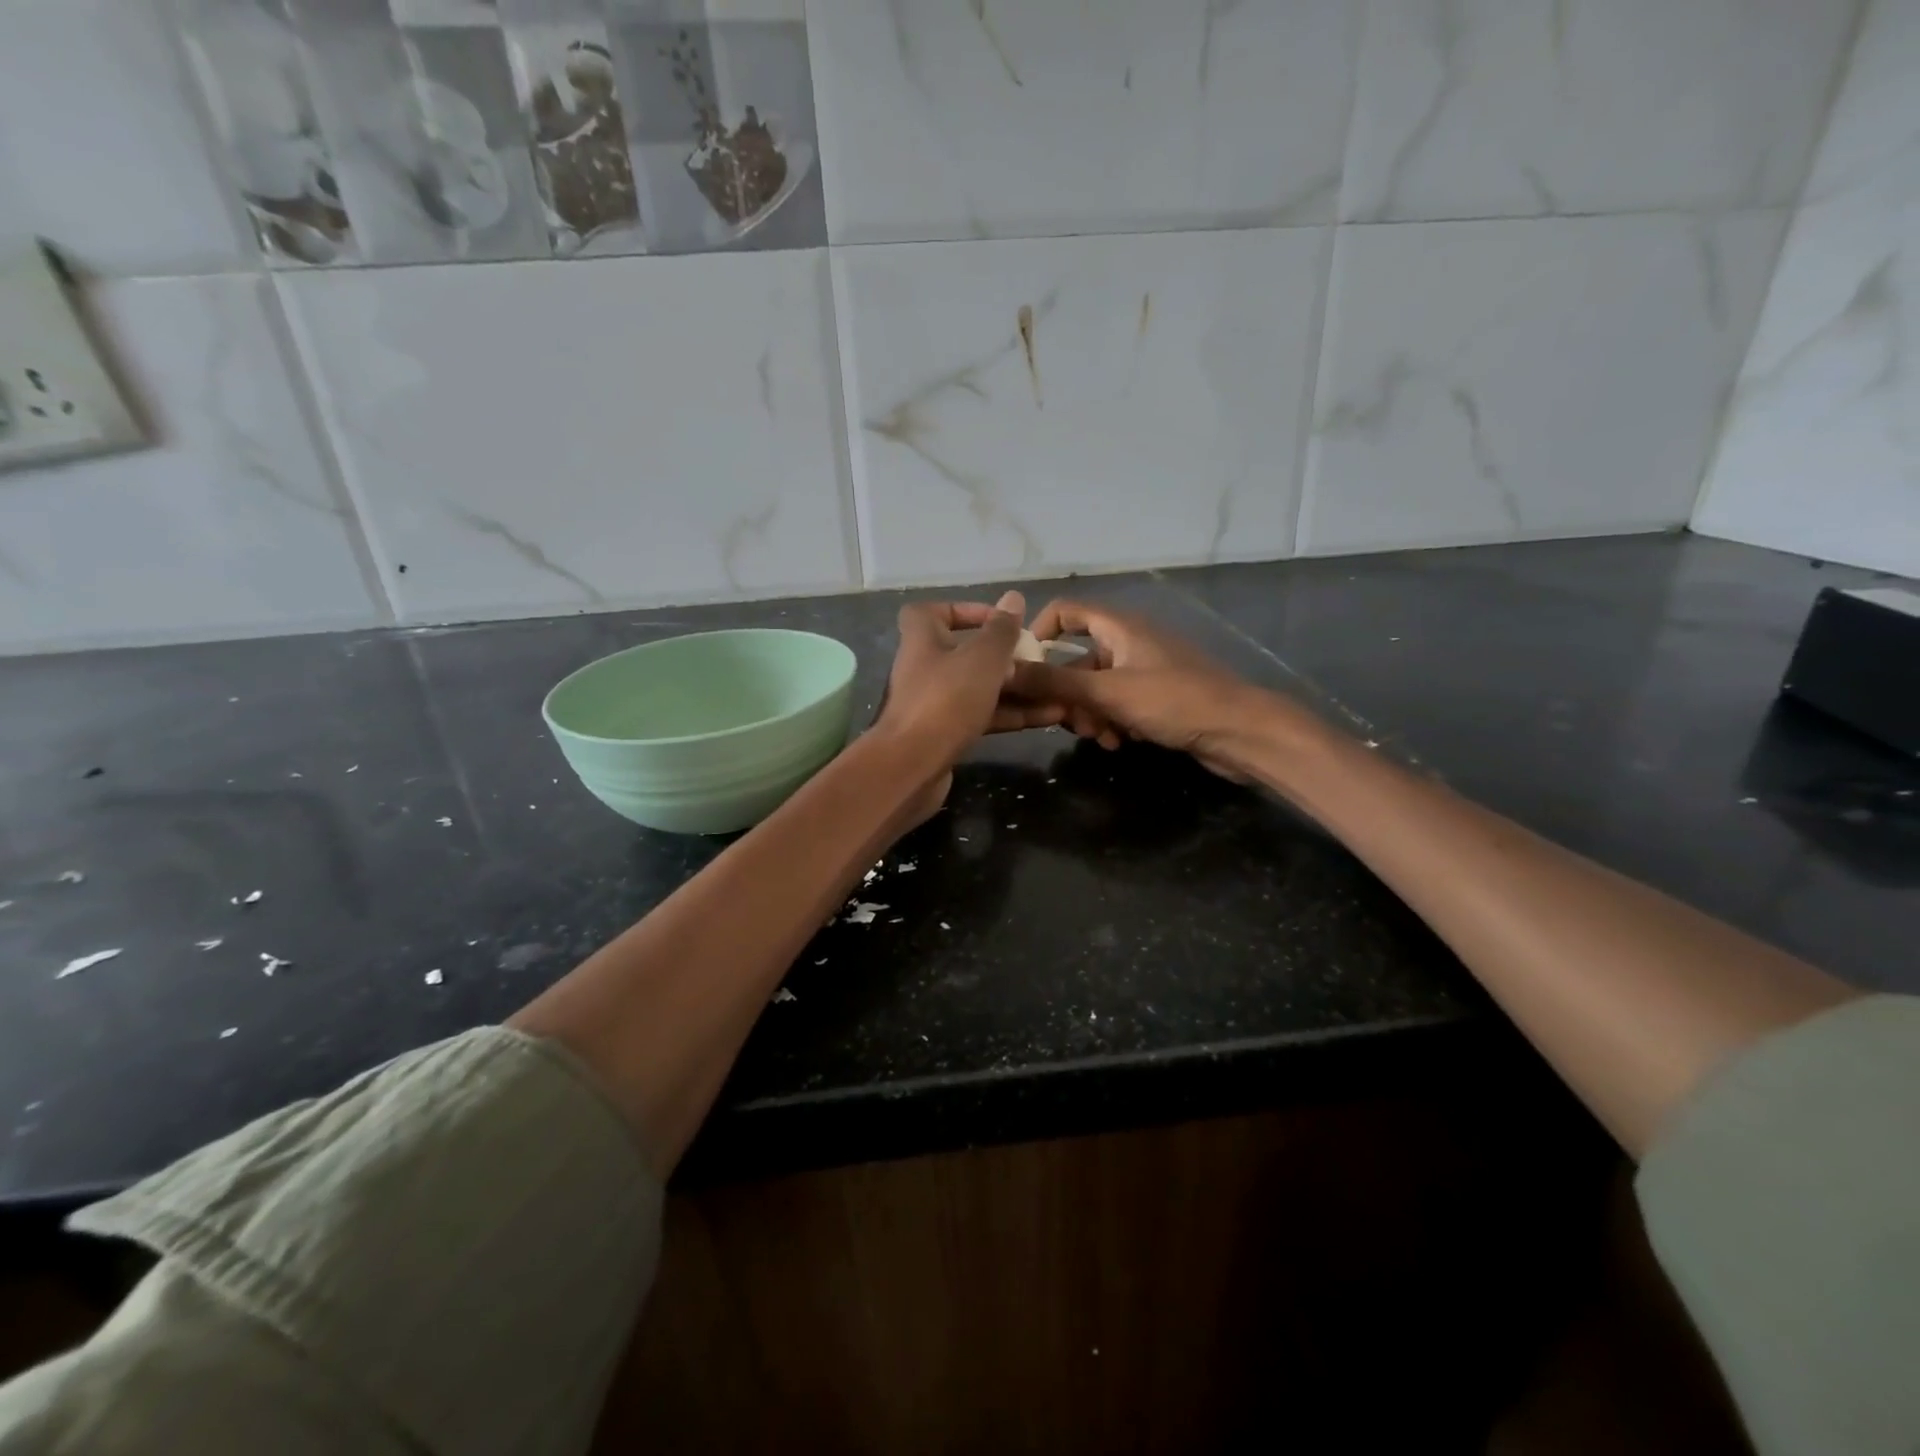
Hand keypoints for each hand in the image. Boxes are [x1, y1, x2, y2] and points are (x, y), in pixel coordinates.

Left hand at [874, 590, 1062, 777]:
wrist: (911, 766)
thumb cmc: (946, 699)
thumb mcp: (982, 658)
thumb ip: (1001, 630)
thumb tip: (1013, 598)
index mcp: (922, 638)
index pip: (934, 611)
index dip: (966, 611)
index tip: (1000, 621)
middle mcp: (923, 667)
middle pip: (965, 653)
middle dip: (1004, 657)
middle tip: (1039, 661)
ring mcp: (932, 703)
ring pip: (978, 688)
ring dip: (1015, 689)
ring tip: (1056, 691)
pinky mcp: (943, 735)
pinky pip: (980, 716)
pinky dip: (1008, 715)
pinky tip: (1045, 718)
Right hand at [1008, 599, 1267, 777]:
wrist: (1240, 732)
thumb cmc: (1174, 701)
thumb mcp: (1109, 692)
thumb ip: (1055, 682)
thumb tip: (1005, 670)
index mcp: (1119, 627)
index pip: (1066, 612)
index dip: (1040, 634)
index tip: (1024, 669)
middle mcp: (1129, 643)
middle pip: (1077, 660)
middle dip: (1067, 693)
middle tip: (1067, 721)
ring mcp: (1144, 671)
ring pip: (1096, 688)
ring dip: (1090, 714)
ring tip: (1100, 738)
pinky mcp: (1157, 698)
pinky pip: (1118, 705)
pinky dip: (1112, 722)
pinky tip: (1119, 744)